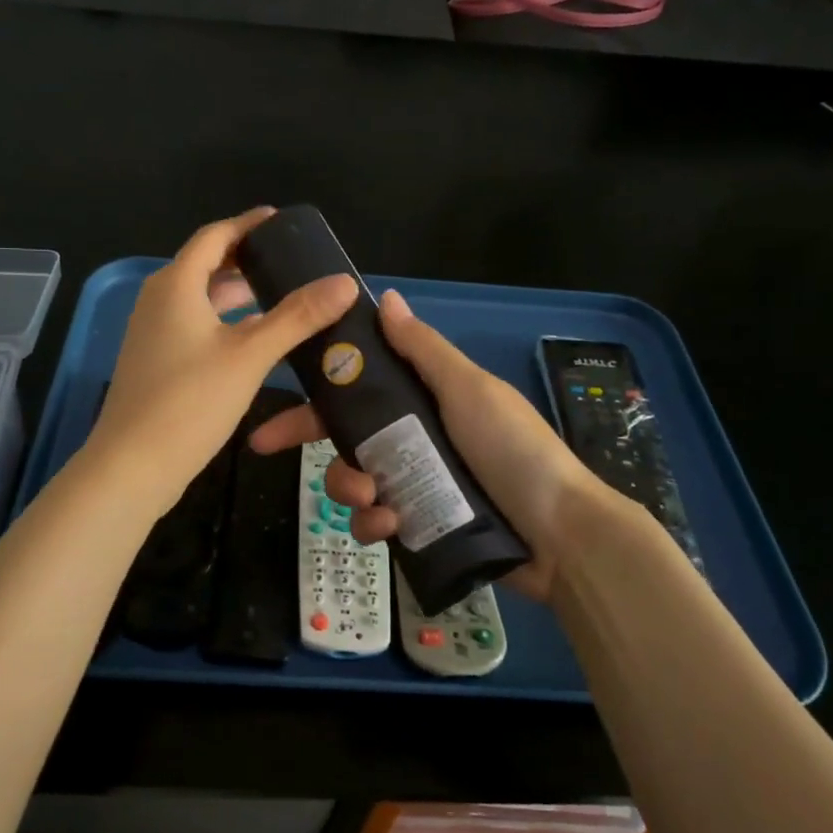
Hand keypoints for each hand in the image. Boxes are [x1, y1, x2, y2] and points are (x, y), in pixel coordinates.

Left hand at [86, 209, 356, 516]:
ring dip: (235, 292)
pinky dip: (224, 320)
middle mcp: (158, 300)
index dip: (247, 225)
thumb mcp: (250, 355)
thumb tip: (344, 282)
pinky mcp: (155, 361)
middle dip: (244, 259)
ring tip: (279, 294)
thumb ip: (297, 317)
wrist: (132, 466)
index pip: (214, 236)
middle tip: (289, 261)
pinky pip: (193, 324)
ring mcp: (152, 332)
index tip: (279, 221)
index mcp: (176, 285)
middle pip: (204, 265)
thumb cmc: (190, 402)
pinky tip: (252, 339)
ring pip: (199, 298)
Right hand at [249, 289, 613, 602]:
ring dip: (348, 488)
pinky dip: (375, 524)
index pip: (358, 385)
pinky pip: (377, 522)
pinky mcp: (421, 525)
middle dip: (313, 440)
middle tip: (271, 447)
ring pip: (354, 480)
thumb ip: (425, 349)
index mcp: (424, 399)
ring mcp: (416, 484)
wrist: (561, 534)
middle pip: (345, 434)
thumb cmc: (513, 449)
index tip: (277, 382)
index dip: (316, 384)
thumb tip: (386, 298)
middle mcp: (414, 437)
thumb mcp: (469, 390)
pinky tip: (391, 526)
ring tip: (372, 500)